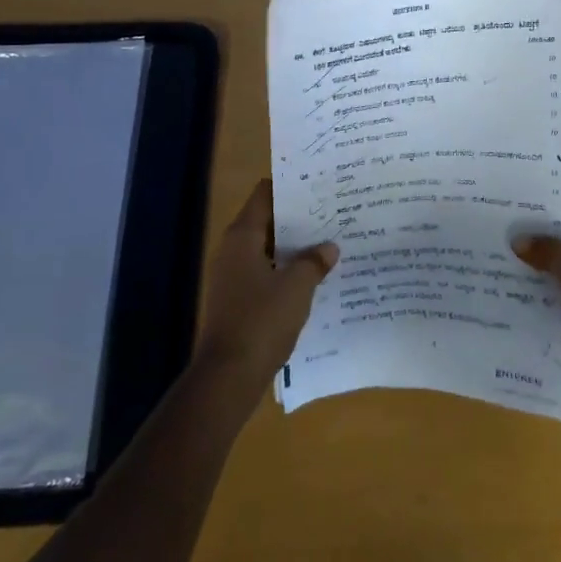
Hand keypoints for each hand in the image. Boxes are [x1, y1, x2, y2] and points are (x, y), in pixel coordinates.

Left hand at [194, 180, 337, 385]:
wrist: (228, 377)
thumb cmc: (261, 321)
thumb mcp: (297, 287)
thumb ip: (314, 261)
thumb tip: (328, 247)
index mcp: (242, 236)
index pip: (265, 194)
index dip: (290, 187)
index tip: (319, 185)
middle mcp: (233, 250)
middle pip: (267, 221)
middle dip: (298, 218)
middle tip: (332, 212)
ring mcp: (233, 276)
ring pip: (268, 249)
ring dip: (294, 247)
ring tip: (329, 242)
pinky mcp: (237, 300)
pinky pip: (266, 273)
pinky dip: (286, 270)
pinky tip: (313, 278)